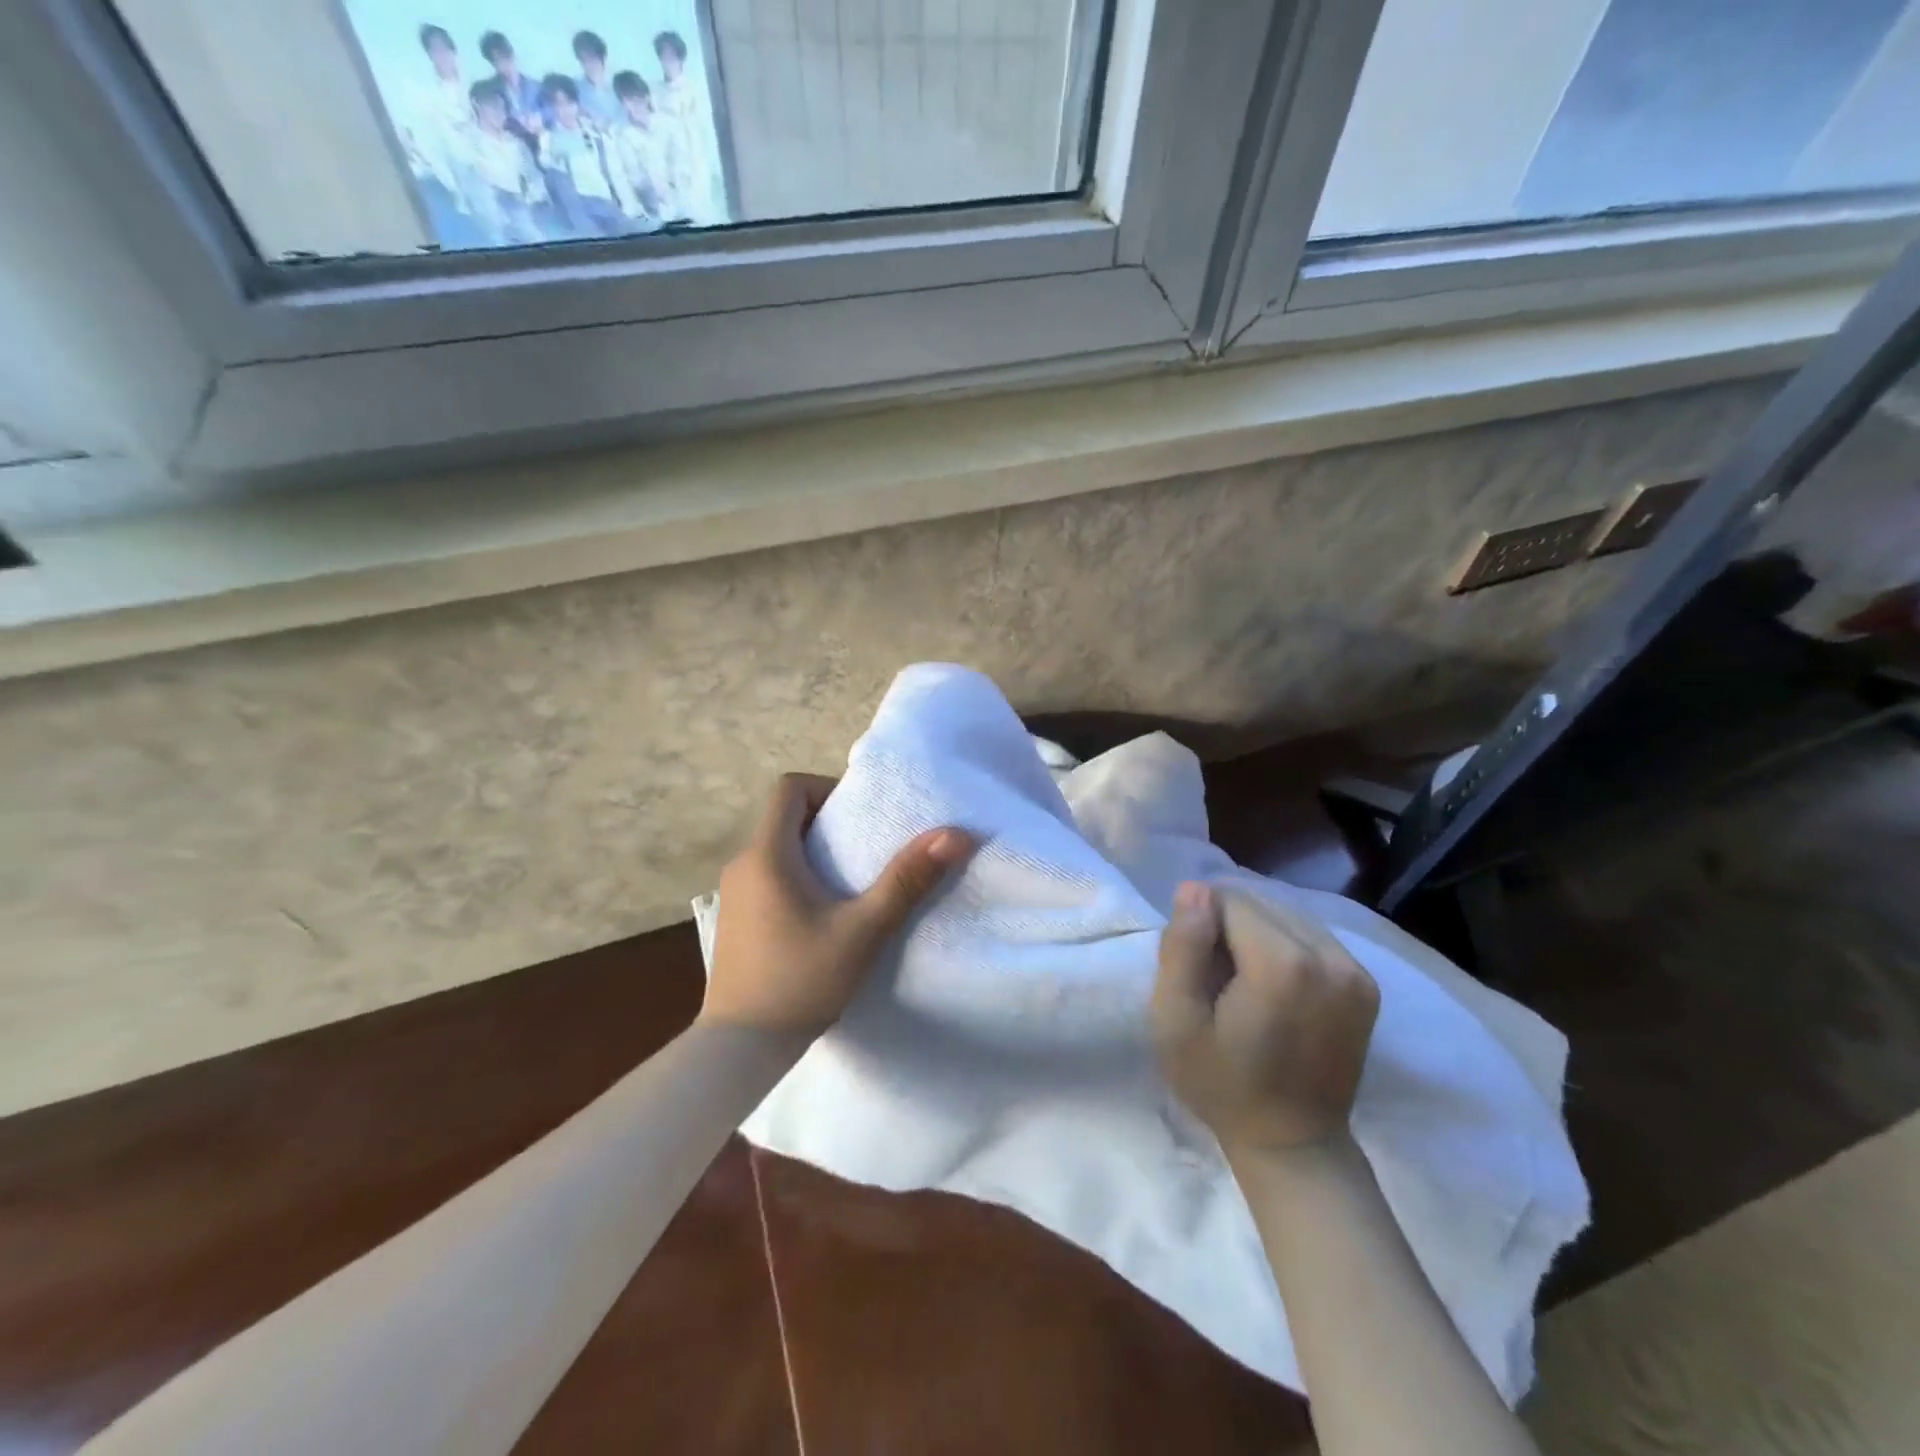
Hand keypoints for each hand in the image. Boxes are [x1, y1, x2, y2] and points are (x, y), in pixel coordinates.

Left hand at [702, 773, 973, 1039]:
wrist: (741, 1048)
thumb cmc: (802, 979)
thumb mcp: (864, 929)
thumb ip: (908, 880)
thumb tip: (956, 834)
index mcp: (767, 853)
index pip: (789, 787)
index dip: (827, 788)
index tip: (860, 817)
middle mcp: (743, 864)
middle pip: (785, 817)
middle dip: (829, 823)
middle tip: (868, 849)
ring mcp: (733, 894)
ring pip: (777, 848)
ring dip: (814, 853)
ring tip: (852, 883)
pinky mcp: (735, 920)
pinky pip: (768, 876)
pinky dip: (796, 877)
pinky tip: (823, 915)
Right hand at [1151, 882, 1379, 1155]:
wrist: (1294, 1143)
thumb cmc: (1222, 1084)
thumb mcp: (1175, 1020)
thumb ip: (1181, 947)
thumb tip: (1194, 888)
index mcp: (1282, 963)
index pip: (1227, 900)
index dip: (1201, 927)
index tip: (1196, 970)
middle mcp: (1328, 955)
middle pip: (1259, 903)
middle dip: (1229, 927)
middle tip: (1216, 979)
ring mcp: (1354, 969)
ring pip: (1286, 914)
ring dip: (1256, 934)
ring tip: (1244, 983)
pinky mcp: (1366, 982)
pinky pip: (1311, 935)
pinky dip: (1284, 946)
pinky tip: (1274, 986)